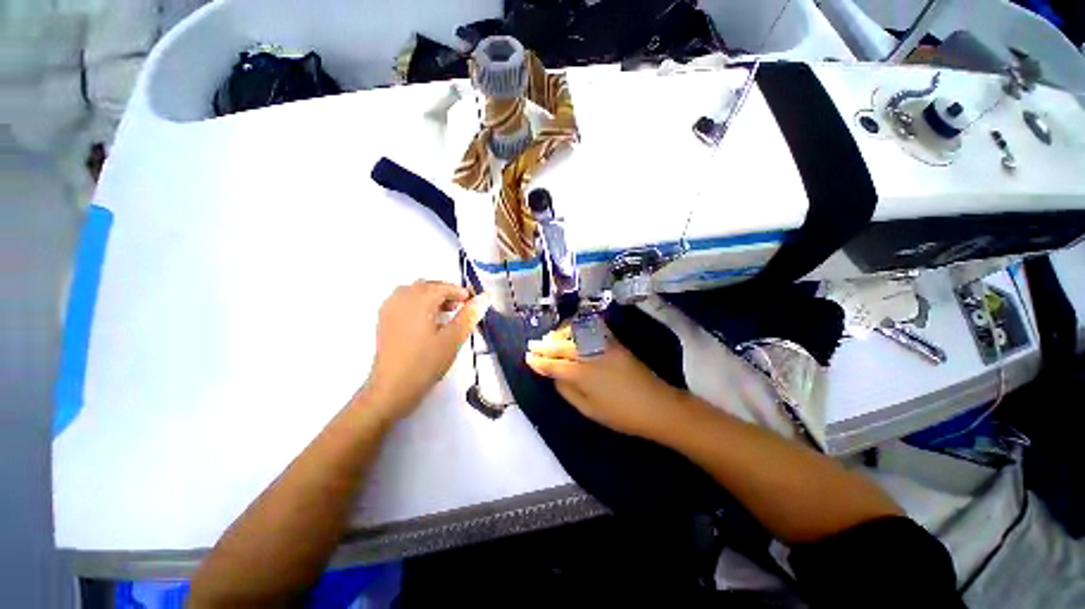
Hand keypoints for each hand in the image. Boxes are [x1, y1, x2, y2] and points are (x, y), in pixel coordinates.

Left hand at [360, 281, 489, 422]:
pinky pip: (402, 302)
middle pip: (426, 286)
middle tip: (462, 307)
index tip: (473, 303)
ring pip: (413, 292)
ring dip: (431, 297)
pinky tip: (427, 321)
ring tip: (446, 313)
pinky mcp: (384, 322)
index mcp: (418, 301)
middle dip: (446, 292)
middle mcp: (400, 299)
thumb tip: (485, 297)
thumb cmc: (426, 363)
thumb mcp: (453, 339)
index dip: (460, 292)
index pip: (442, 287)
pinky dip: (417, 304)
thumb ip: (469, 315)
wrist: (392, 389)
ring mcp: (389, 310)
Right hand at [526, 326, 685, 438]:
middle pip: (561, 346)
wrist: (656, 405)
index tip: (528, 357)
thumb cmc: (621, 414)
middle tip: (533, 345)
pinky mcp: (614, 342)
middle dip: (545, 345)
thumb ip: (568, 391)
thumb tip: (555, 377)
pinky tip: (572, 331)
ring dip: (559, 334)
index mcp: (582, 375)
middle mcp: (590, 355)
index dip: (539, 361)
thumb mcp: (589, 410)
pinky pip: (592, 329)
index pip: (554, 364)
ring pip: (575, 334)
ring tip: (550, 338)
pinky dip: (578, 328)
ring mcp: (603, 345)